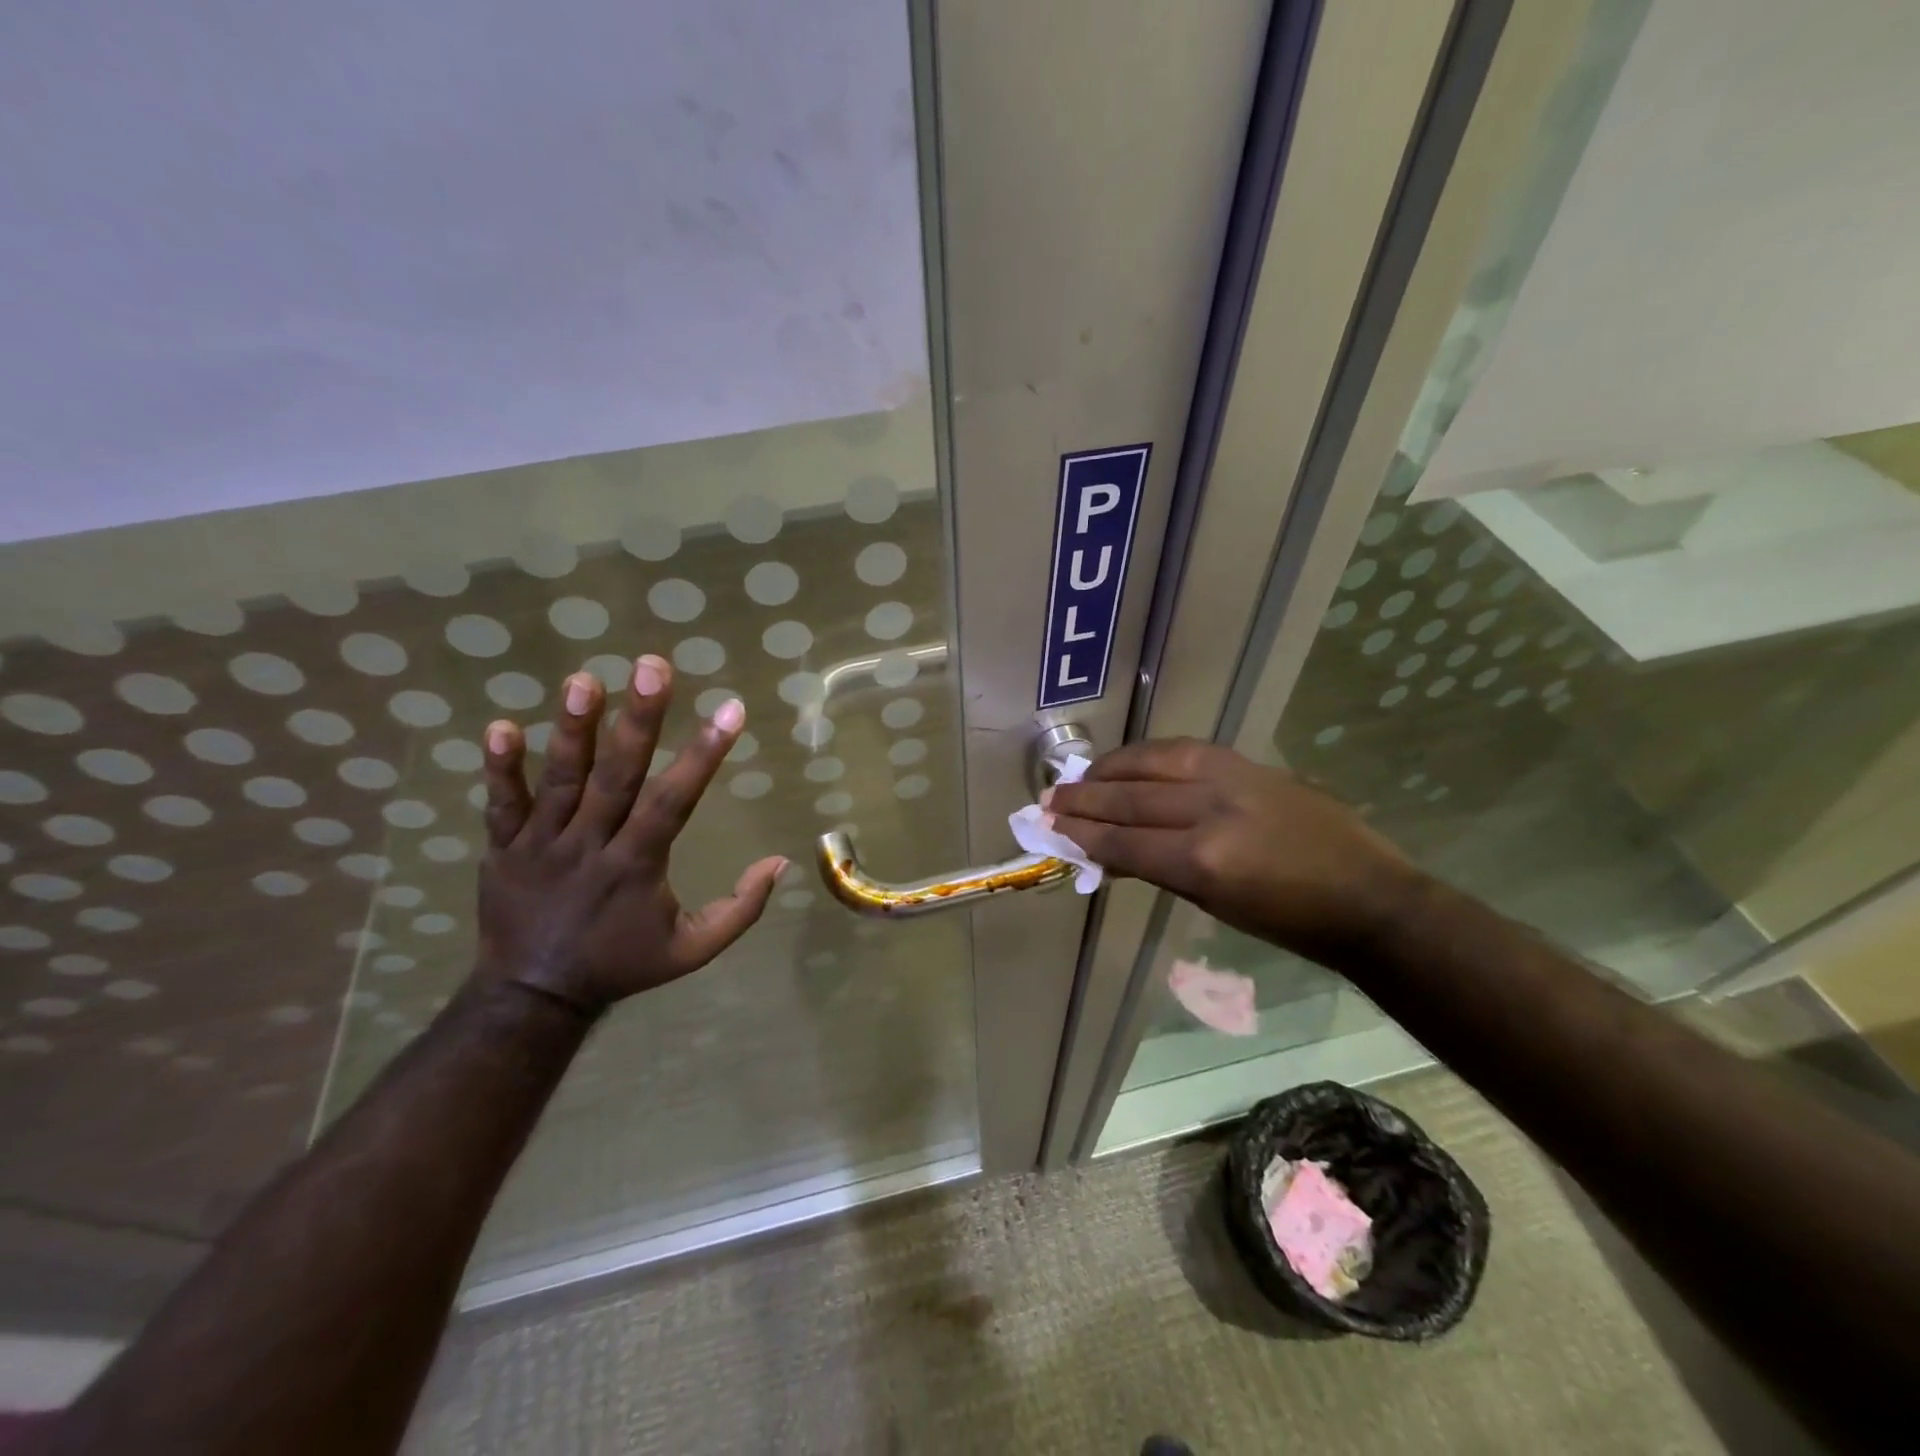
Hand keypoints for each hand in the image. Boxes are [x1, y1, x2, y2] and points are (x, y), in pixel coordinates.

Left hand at [473, 655, 786, 1015]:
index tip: (731, 710)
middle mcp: (590, 846)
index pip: (673, 802)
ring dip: (572, 731)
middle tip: (652, 667)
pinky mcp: (503, 849)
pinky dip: (500, 769)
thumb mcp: (692, 950)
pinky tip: (501, 726)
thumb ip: (740, 909)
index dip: (703, 755)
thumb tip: (780, 863)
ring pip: (559, 781)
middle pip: (616, 777)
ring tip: (583, 680)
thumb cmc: (621, 964)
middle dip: (638, 721)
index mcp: (636, 866)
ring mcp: (541, 845)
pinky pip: (501, 805)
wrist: (532, 997)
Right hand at [1045, 739, 1427, 964]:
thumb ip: (1158, 870)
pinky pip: (1182, 750)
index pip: (1125, 841)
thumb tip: (1109, 851)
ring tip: (1081, 776)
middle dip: (1084, 800)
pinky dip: (1147, 755)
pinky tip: (1129, 761)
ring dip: (1109, 769)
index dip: (1083, 833)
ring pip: (1152, 763)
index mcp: (1204, 861)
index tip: (1049, 826)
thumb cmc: (1288, 921)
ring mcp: (1232, 779)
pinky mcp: (1248, 763)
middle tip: (1048, 798)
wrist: (1366, 895)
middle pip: (1130, 799)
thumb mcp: (1215, 904)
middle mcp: (1211, 811)